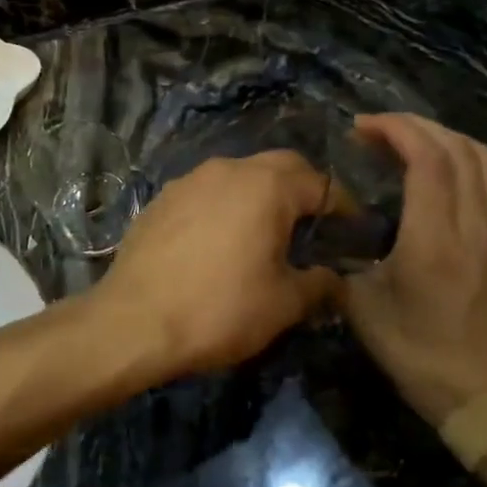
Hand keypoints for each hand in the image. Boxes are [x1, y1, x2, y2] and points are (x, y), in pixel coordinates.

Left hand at [92, 151, 343, 374]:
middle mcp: (229, 170)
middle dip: (303, 189)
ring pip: (239, 175)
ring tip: (266, 230)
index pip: (319, 182)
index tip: (352, 228)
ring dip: (260, 194)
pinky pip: (206, 191)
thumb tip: (338, 280)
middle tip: (314, 223)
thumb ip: (319, 285)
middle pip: (279, 166)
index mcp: (267, 186)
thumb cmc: (220, 309)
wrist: (134, 320)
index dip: (342, 204)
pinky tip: (220, 239)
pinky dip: (225, 205)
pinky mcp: (161, 198)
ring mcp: (190, 180)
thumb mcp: (283, 304)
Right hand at [344, 114, 486, 428]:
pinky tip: (433, 176)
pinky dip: (460, 159)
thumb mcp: (363, 308)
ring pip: (483, 159)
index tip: (360, 127)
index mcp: (435, 238)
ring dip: (443, 137)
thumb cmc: (417, 353)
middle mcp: (473, 224)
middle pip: (457, 147)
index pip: (428, 158)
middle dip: (415, 125)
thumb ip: (342, 261)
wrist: (484, 396)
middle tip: (375, 130)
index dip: (395, 129)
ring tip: (407, 143)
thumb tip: (324, 234)